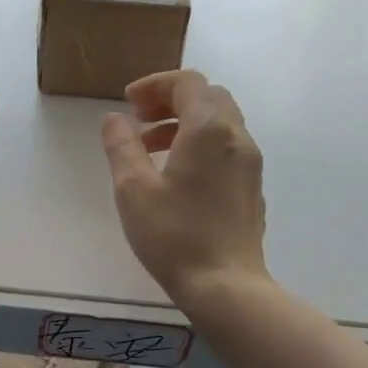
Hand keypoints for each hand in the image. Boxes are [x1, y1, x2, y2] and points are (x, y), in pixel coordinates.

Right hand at [100, 70, 267, 303]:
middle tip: (140, 121)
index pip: (187, 82)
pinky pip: (227, 146)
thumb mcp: (133, 188)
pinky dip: (201, 143)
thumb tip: (115, 119)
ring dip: (185, 122)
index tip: (129, 105)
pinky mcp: (252, 186)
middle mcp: (236, 137)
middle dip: (171, 100)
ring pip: (220, 121)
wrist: (226, 285)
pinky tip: (178, 175)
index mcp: (208, 129)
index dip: (155, 85)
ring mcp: (250, 162)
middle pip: (208, 96)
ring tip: (151, 150)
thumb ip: (122, 146)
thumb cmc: (174, 235)